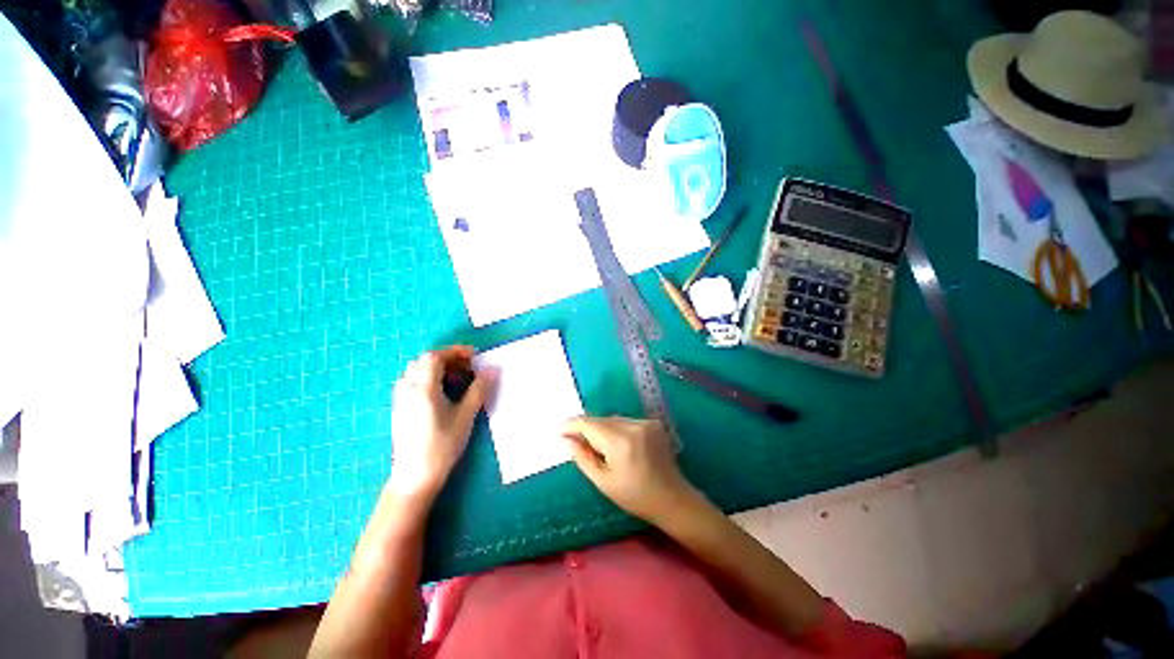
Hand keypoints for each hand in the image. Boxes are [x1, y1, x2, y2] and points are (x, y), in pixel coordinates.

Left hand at [389, 346, 495, 498]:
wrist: (415, 476)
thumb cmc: (442, 445)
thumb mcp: (465, 415)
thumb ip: (479, 389)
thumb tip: (494, 369)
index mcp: (423, 388)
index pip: (435, 356)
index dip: (455, 351)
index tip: (474, 357)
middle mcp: (408, 388)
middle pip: (425, 361)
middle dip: (449, 359)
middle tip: (469, 369)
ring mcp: (401, 398)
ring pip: (417, 371)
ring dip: (439, 369)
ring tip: (458, 380)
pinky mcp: (400, 408)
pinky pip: (413, 382)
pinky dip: (430, 379)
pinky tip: (443, 393)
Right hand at [561, 416, 702, 526]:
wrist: (673, 498)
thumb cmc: (635, 496)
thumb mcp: (604, 482)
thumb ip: (583, 457)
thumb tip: (565, 440)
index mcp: (619, 442)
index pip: (588, 423)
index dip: (570, 425)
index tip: (557, 431)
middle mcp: (633, 425)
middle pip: (600, 419)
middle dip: (585, 428)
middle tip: (573, 441)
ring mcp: (645, 422)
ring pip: (612, 419)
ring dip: (601, 428)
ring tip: (595, 446)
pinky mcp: (653, 423)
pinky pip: (625, 421)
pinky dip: (615, 429)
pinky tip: (616, 445)